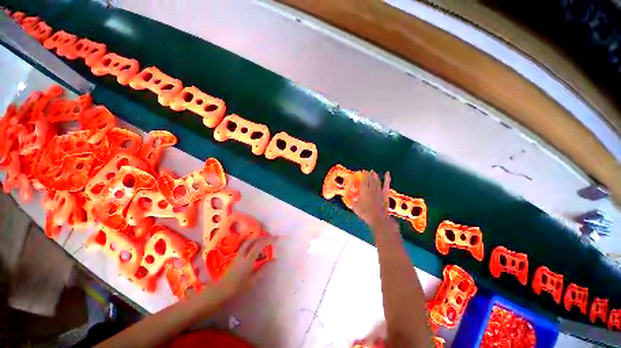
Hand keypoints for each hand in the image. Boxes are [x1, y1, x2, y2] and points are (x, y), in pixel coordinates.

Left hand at [217, 235, 274, 298]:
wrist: (220, 291)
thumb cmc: (238, 288)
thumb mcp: (253, 281)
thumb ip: (263, 269)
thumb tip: (273, 260)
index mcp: (248, 260)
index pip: (259, 245)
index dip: (268, 240)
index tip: (276, 237)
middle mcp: (242, 254)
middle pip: (252, 240)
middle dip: (262, 236)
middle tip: (270, 237)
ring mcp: (238, 255)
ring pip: (248, 241)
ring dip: (257, 238)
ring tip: (264, 240)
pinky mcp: (235, 256)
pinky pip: (245, 245)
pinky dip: (252, 242)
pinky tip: (255, 246)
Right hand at [351, 170, 390, 226]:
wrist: (378, 218)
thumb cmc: (365, 213)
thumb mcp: (355, 207)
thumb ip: (352, 201)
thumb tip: (347, 198)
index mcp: (363, 190)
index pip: (363, 180)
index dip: (362, 175)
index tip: (361, 171)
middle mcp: (371, 188)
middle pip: (369, 179)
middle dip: (367, 174)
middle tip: (366, 171)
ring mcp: (379, 191)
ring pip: (376, 181)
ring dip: (374, 176)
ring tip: (373, 172)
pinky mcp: (385, 194)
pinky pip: (386, 185)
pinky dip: (387, 179)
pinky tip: (388, 174)